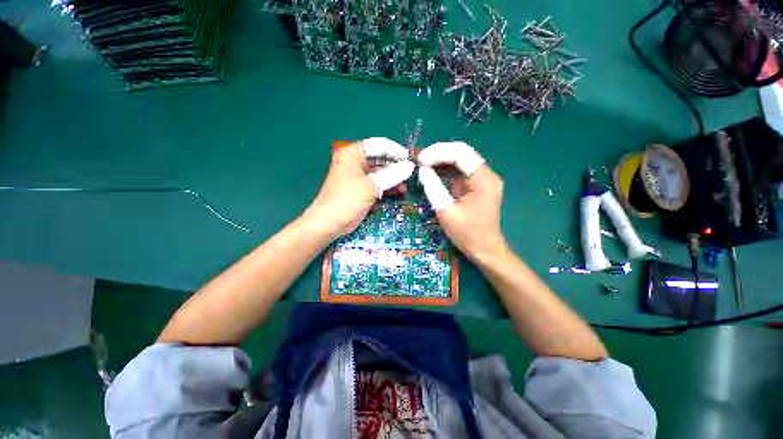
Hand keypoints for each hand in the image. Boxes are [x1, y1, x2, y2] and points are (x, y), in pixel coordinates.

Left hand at [303, 138, 414, 238]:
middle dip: (396, 166)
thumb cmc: (347, 200)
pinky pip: (378, 183)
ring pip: (381, 172)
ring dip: (393, 178)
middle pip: (380, 159)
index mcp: (353, 154)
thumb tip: (410, 166)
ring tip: (406, 186)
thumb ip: (392, 175)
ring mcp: (359, 176)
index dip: (395, 151)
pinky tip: (399, 192)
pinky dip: (388, 187)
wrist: (329, 224)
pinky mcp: (362, 189)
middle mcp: (356, 162)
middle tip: (411, 174)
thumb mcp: (371, 186)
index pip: (378, 146)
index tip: (410, 160)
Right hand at [417, 142, 507, 260]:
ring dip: (442, 159)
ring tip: (423, 163)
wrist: (485, 249)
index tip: (421, 160)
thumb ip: (433, 187)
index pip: (461, 154)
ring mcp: (483, 179)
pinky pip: (461, 170)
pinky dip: (446, 169)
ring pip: (461, 160)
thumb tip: (422, 170)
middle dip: (439, 153)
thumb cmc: (467, 234)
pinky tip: (433, 170)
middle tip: (420, 159)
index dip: (438, 153)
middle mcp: (487, 175)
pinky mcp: (478, 185)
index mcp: (483, 180)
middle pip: (462, 153)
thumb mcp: (446, 211)